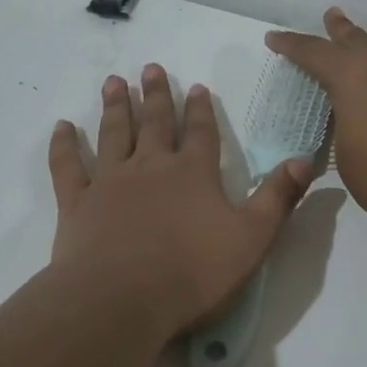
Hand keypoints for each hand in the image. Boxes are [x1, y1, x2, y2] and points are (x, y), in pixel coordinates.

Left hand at [48, 64, 314, 339]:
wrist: (122, 299)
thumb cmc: (193, 273)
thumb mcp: (252, 238)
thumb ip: (278, 198)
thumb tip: (304, 159)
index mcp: (193, 173)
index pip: (200, 132)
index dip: (200, 109)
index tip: (196, 86)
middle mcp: (150, 167)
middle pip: (154, 123)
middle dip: (155, 95)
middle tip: (149, 68)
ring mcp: (110, 182)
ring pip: (113, 134)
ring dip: (114, 107)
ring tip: (113, 82)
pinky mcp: (77, 203)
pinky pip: (68, 167)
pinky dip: (64, 146)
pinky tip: (62, 127)